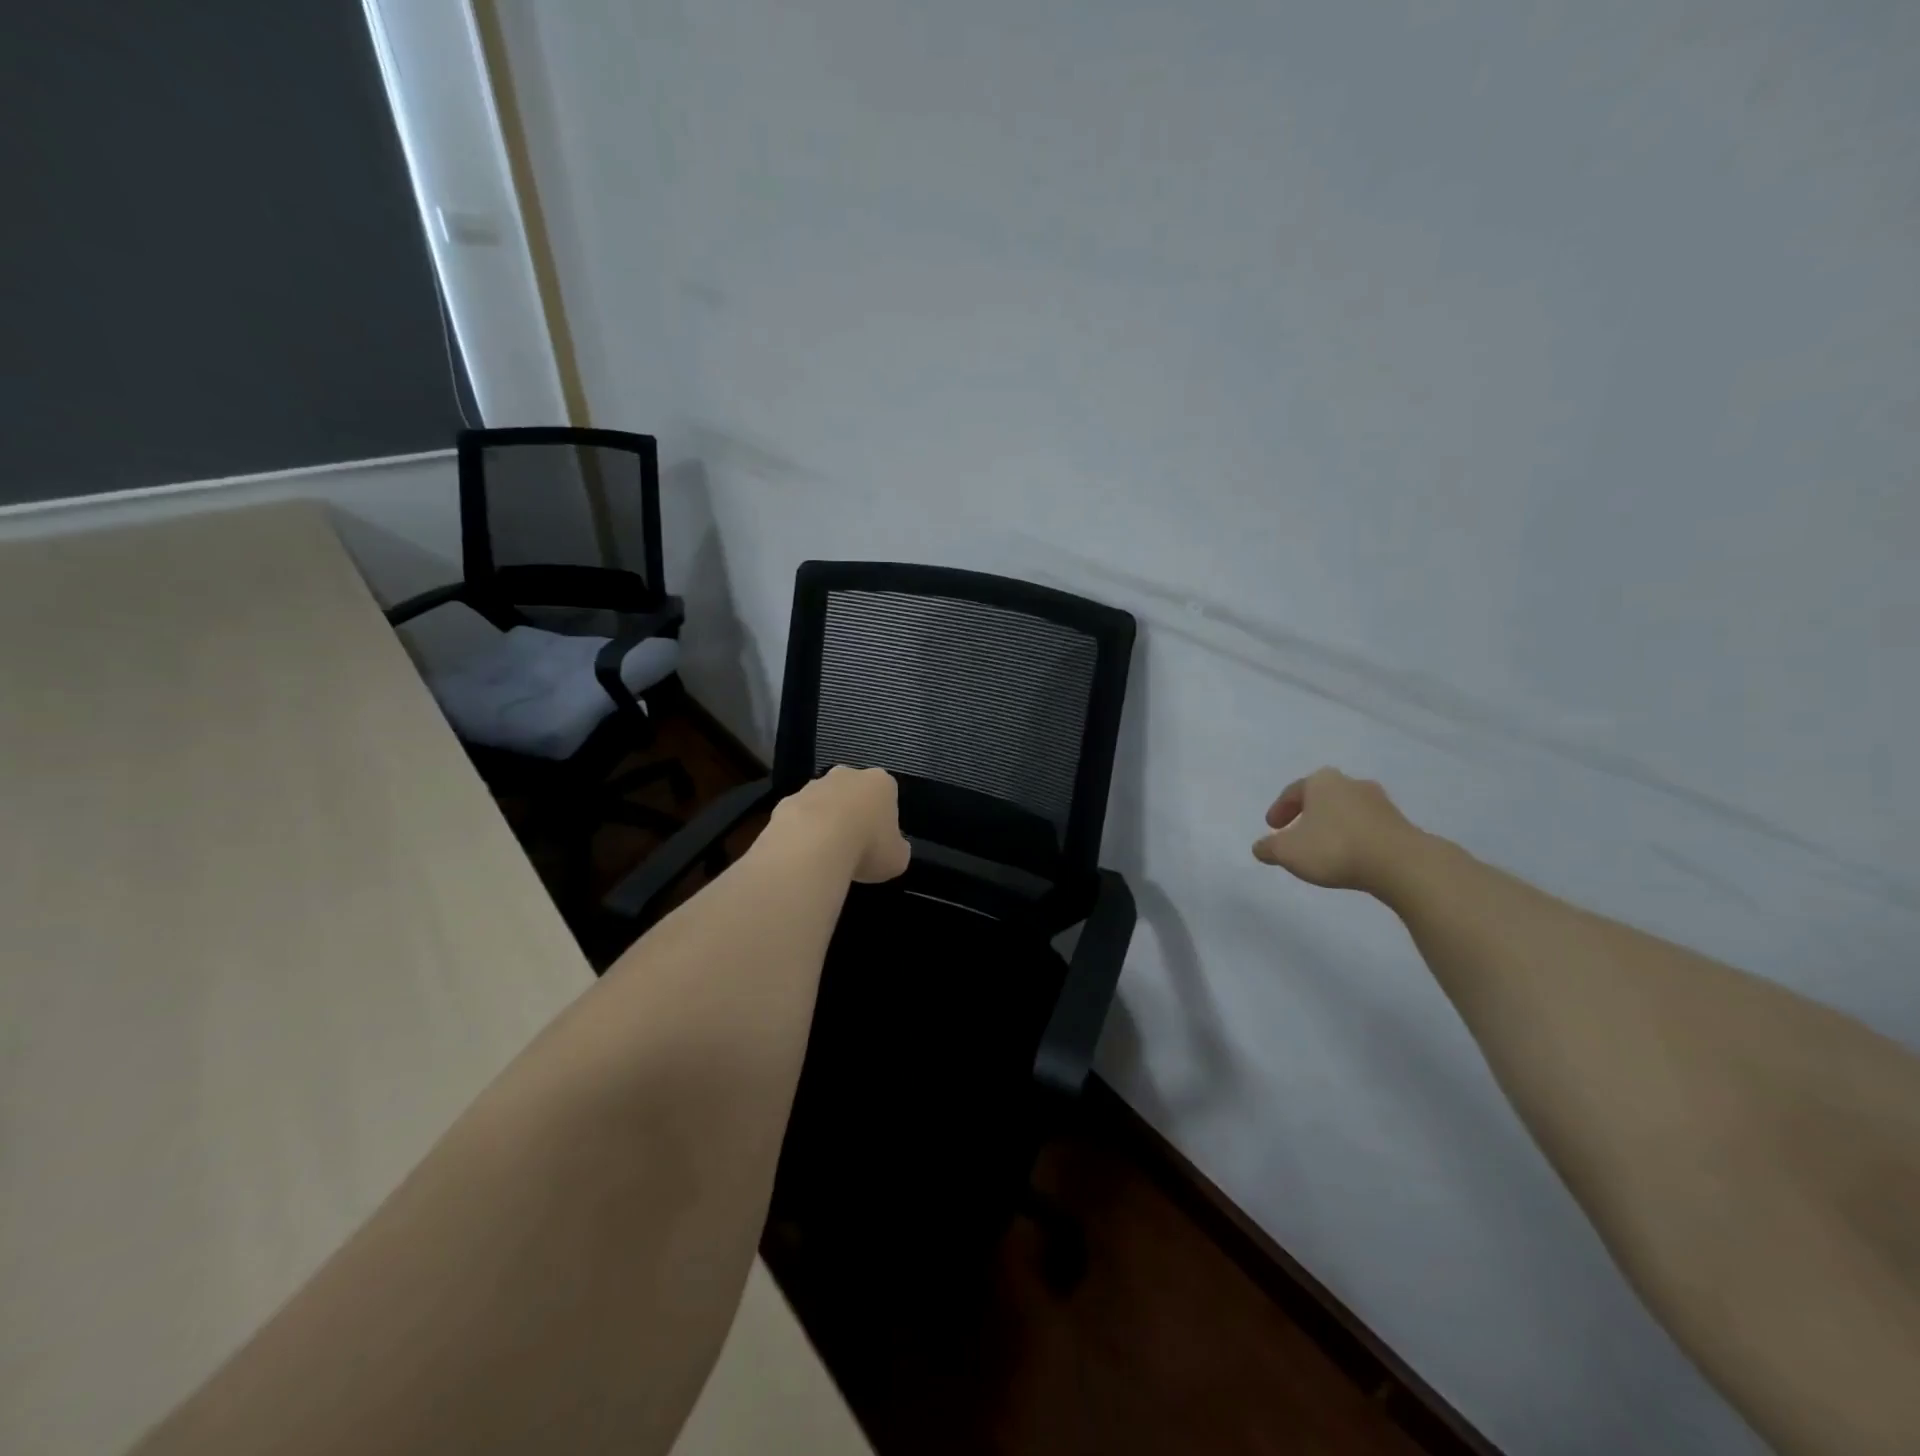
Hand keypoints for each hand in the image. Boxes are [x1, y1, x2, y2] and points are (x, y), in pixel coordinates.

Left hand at [772, 766, 911, 882]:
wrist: (813, 845)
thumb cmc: (867, 847)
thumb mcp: (897, 858)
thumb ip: (896, 849)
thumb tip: (892, 849)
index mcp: (881, 782)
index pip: (887, 794)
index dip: (884, 819)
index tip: (880, 841)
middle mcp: (847, 775)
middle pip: (853, 792)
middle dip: (853, 813)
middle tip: (854, 845)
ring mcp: (814, 786)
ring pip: (823, 803)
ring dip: (825, 822)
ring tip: (826, 854)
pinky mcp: (786, 801)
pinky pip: (798, 818)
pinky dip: (801, 833)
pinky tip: (803, 854)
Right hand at [1252, 767, 1424, 892]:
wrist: (1400, 863)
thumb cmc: (1334, 847)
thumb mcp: (1287, 851)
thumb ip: (1269, 848)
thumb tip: (1260, 848)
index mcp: (1321, 781)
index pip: (1293, 791)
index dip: (1279, 809)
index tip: (1272, 828)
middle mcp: (1350, 783)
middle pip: (1321, 797)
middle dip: (1307, 814)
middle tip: (1296, 834)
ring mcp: (1379, 801)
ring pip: (1345, 810)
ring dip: (1332, 825)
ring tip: (1323, 847)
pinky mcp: (1399, 822)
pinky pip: (1366, 826)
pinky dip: (1353, 837)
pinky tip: (1349, 855)